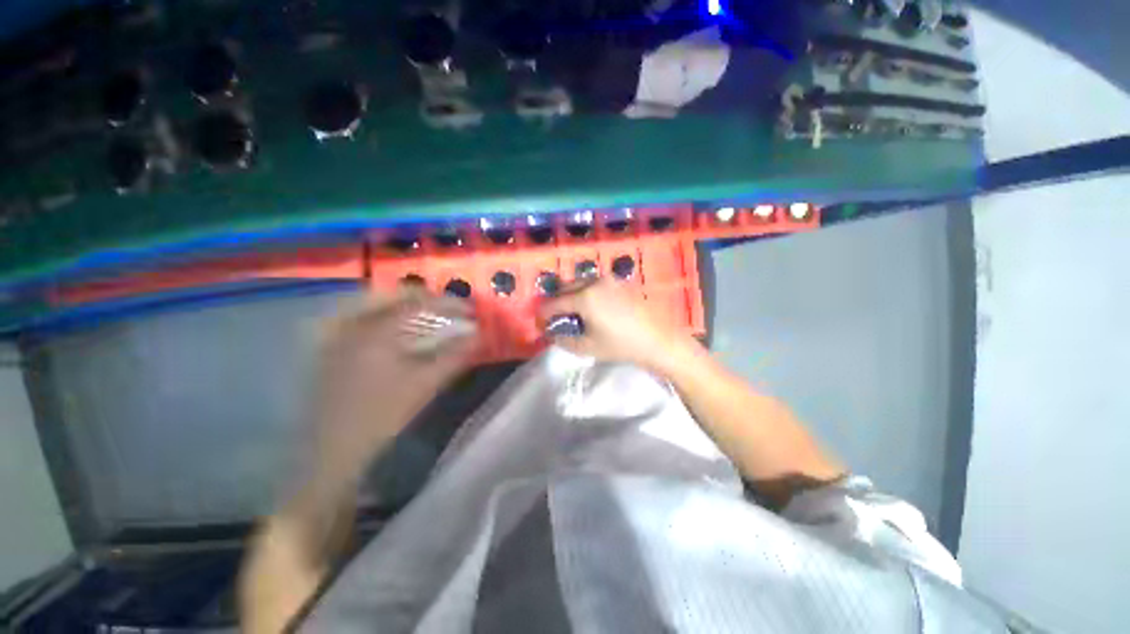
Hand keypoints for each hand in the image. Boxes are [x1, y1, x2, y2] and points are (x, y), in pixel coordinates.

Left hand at [312, 290, 477, 481]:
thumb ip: (455, 355)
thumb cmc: (385, 414)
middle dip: (425, 297)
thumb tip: (479, 335)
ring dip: (404, 305)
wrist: (337, 450)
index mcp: (376, 331)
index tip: (469, 309)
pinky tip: (397, 330)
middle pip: (392, 296)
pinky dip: (385, 317)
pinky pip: (361, 319)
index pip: (418, 303)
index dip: (448, 302)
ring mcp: (338, 336)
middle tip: (448, 307)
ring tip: (427, 314)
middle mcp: (353, 325)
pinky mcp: (332, 350)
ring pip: (374, 305)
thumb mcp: (427, 383)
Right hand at [537, 279, 698, 373]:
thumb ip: (564, 340)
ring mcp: (609, 280)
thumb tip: (550, 334)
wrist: (657, 339)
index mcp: (584, 297)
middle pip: (566, 288)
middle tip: (553, 317)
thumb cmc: (621, 345)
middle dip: (556, 301)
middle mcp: (594, 282)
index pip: (555, 303)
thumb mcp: (588, 347)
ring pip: (580, 283)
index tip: (539, 322)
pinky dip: (585, 292)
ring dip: (570, 295)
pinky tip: (589, 306)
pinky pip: (594, 284)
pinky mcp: (619, 283)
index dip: (544, 313)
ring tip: (570, 311)